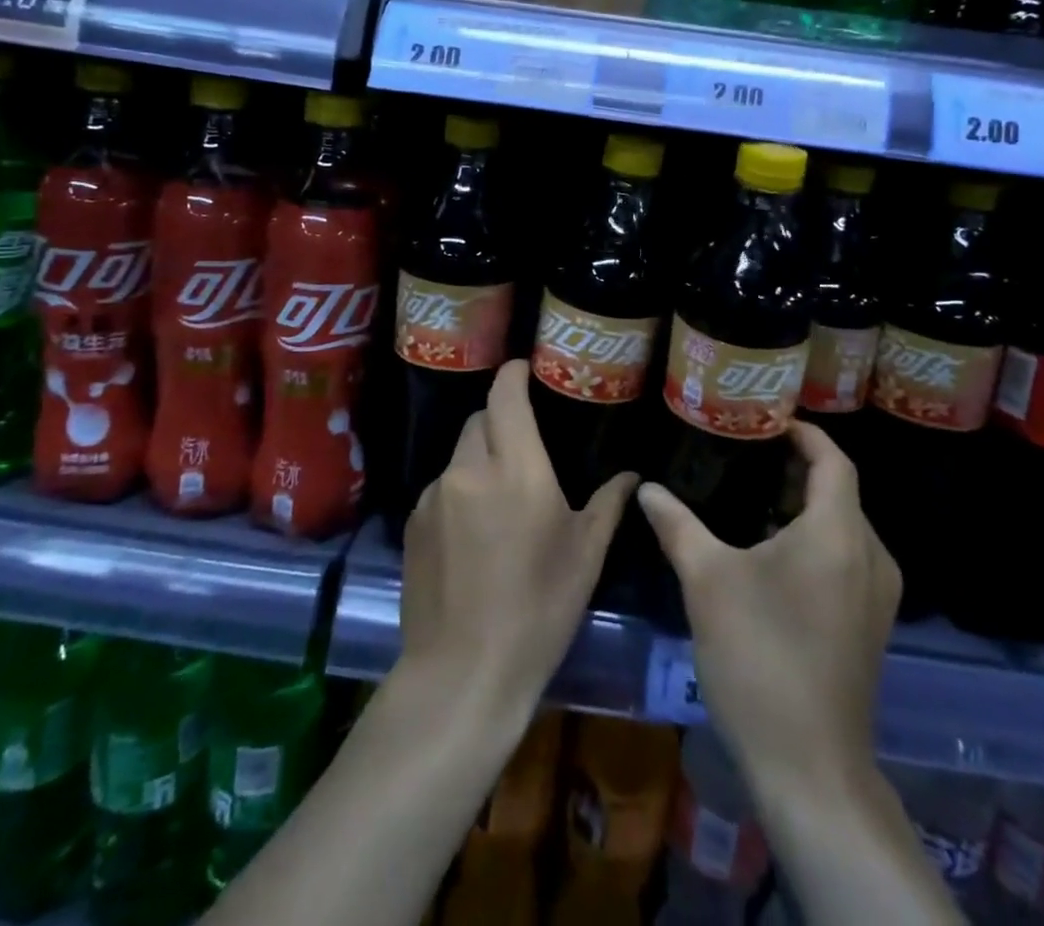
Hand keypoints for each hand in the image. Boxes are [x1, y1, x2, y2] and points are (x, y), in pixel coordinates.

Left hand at [401, 359, 636, 719]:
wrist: (462, 673)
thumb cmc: (538, 610)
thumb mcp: (585, 556)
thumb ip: (608, 504)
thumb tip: (631, 475)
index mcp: (516, 467)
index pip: (505, 394)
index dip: (514, 374)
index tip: (527, 370)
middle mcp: (469, 468)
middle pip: (480, 419)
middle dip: (501, 419)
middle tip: (525, 444)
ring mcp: (434, 496)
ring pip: (459, 454)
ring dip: (480, 458)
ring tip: (502, 496)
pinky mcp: (412, 523)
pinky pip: (442, 487)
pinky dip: (460, 491)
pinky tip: (474, 533)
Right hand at [638, 421, 900, 790]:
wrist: (810, 768)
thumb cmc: (760, 659)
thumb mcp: (707, 582)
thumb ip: (677, 525)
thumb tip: (647, 488)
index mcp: (838, 533)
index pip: (833, 459)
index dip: (804, 433)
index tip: (766, 420)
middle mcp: (870, 555)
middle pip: (839, 491)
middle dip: (796, 468)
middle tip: (745, 454)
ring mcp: (876, 595)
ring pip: (843, 527)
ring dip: (803, 506)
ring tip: (752, 497)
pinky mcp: (869, 625)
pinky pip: (845, 559)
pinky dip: (814, 540)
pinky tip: (770, 554)